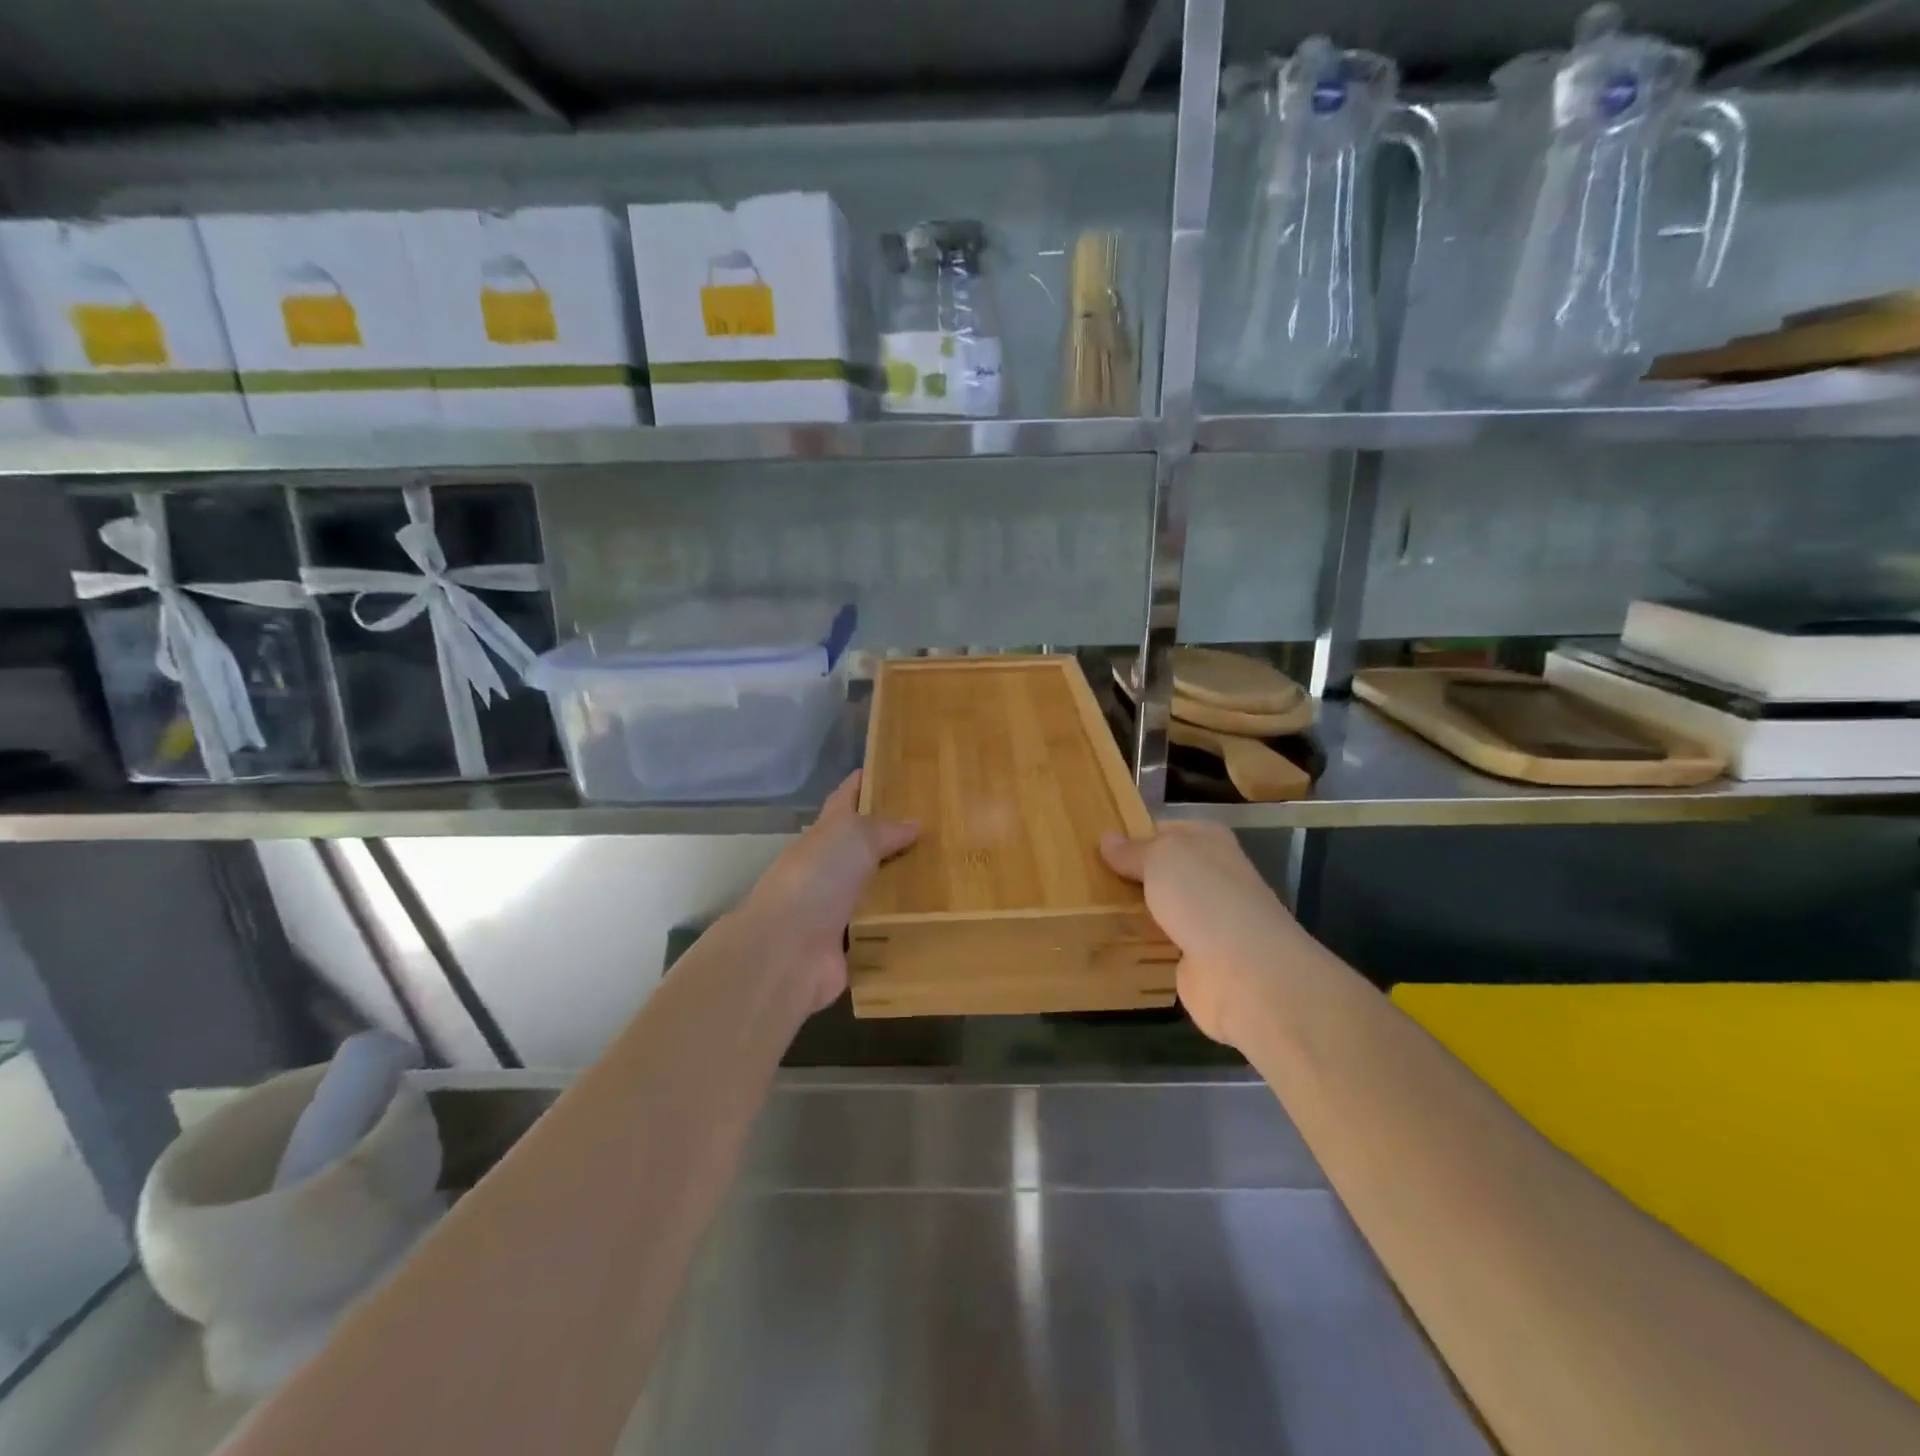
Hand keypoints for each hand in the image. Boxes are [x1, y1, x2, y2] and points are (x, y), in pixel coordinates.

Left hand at [735, 772, 918, 1014]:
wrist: (788, 950)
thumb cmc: (818, 878)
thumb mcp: (854, 838)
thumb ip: (884, 829)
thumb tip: (914, 821)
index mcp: (825, 834)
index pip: (845, 799)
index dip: (862, 783)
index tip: (888, 769)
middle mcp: (829, 868)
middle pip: (863, 846)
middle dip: (893, 837)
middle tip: (939, 828)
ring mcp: (838, 907)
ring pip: (876, 888)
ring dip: (902, 883)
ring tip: (947, 873)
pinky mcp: (851, 943)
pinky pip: (884, 928)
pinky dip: (903, 925)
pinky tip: (935, 919)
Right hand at [1100, 822, 1303, 1047]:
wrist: (1244, 973)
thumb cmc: (1203, 897)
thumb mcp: (1161, 857)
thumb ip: (1133, 850)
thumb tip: (1107, 838)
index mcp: (1208, 841)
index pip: (1163, 829)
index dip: (1131, 835)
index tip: (1091, 846)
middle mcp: (1211, 876)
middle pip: (1161, 871)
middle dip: (1127, 875)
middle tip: (1080, 877)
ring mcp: (1207, 920)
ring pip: (1159, 907)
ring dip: (1132, 911)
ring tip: (1084, 908)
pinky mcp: (1198, 959)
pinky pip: (1160, 943)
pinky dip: (1140, 944)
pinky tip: (1109, 942)